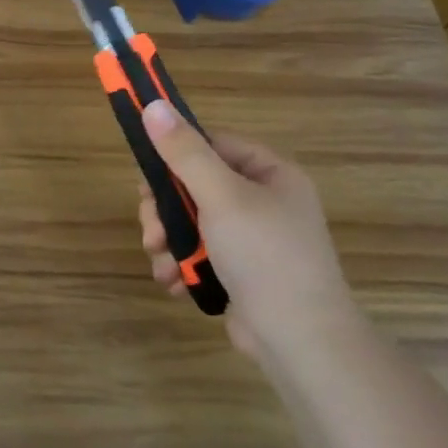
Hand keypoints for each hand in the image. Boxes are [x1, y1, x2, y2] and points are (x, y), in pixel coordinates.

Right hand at [137, 100, 358, 359]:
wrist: (301, 342)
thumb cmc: (265, 257)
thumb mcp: (221, 197)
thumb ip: (184, 152)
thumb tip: (153, 105)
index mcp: (270, 174)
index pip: (212, 145)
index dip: (175, 156)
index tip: (146, 178)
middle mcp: (263, 201)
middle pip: (193, 185)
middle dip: (164, 210)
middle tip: (151, 231)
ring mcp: (251, 238)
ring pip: (189, 221)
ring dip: (167, 241)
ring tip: (162, 263)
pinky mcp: (240, 271)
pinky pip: (198, 252)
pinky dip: (180, 264)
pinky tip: (174, 282)